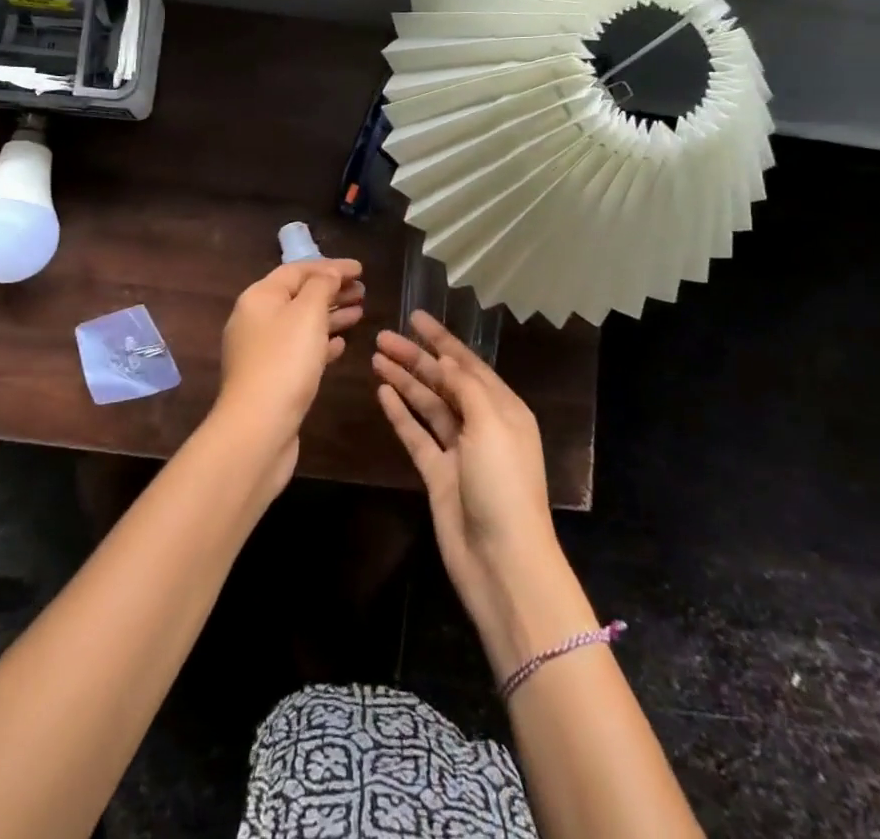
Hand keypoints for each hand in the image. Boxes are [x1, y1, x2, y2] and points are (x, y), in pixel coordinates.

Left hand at [214, 258, 364, 493]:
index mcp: (259, 297)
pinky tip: (341, 344)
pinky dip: (321, 342)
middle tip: (363, 291)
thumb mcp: (307, 313)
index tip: (361, 269)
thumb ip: (322, 286)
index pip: (297, 270)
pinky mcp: (270, 378)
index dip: (331, 266)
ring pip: (301, 323)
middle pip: (299, 296)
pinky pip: (299, 350)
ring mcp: (261, 351)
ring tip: (360, 312)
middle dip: (332, 290)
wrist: (257, 428)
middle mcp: (256, 319)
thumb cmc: (284, 362)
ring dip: (331, 315)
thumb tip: (329, 274)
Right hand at [374, 312, 594, 677]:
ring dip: (405, 380)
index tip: (415, 317)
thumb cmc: (503, 484)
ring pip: (427, 405)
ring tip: (376, 357)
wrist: (502, 562)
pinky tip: (382, 393)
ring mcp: (458, 450)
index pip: (468, 363)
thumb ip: (466, 387)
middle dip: (415, 357)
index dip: (441, 339)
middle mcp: (481, 424)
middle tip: (382, 336)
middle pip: (444, 381)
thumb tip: (445, 359)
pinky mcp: (437, 474)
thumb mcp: (491, 424)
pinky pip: (416, 434)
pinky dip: (400, 413)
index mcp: (503, 408)